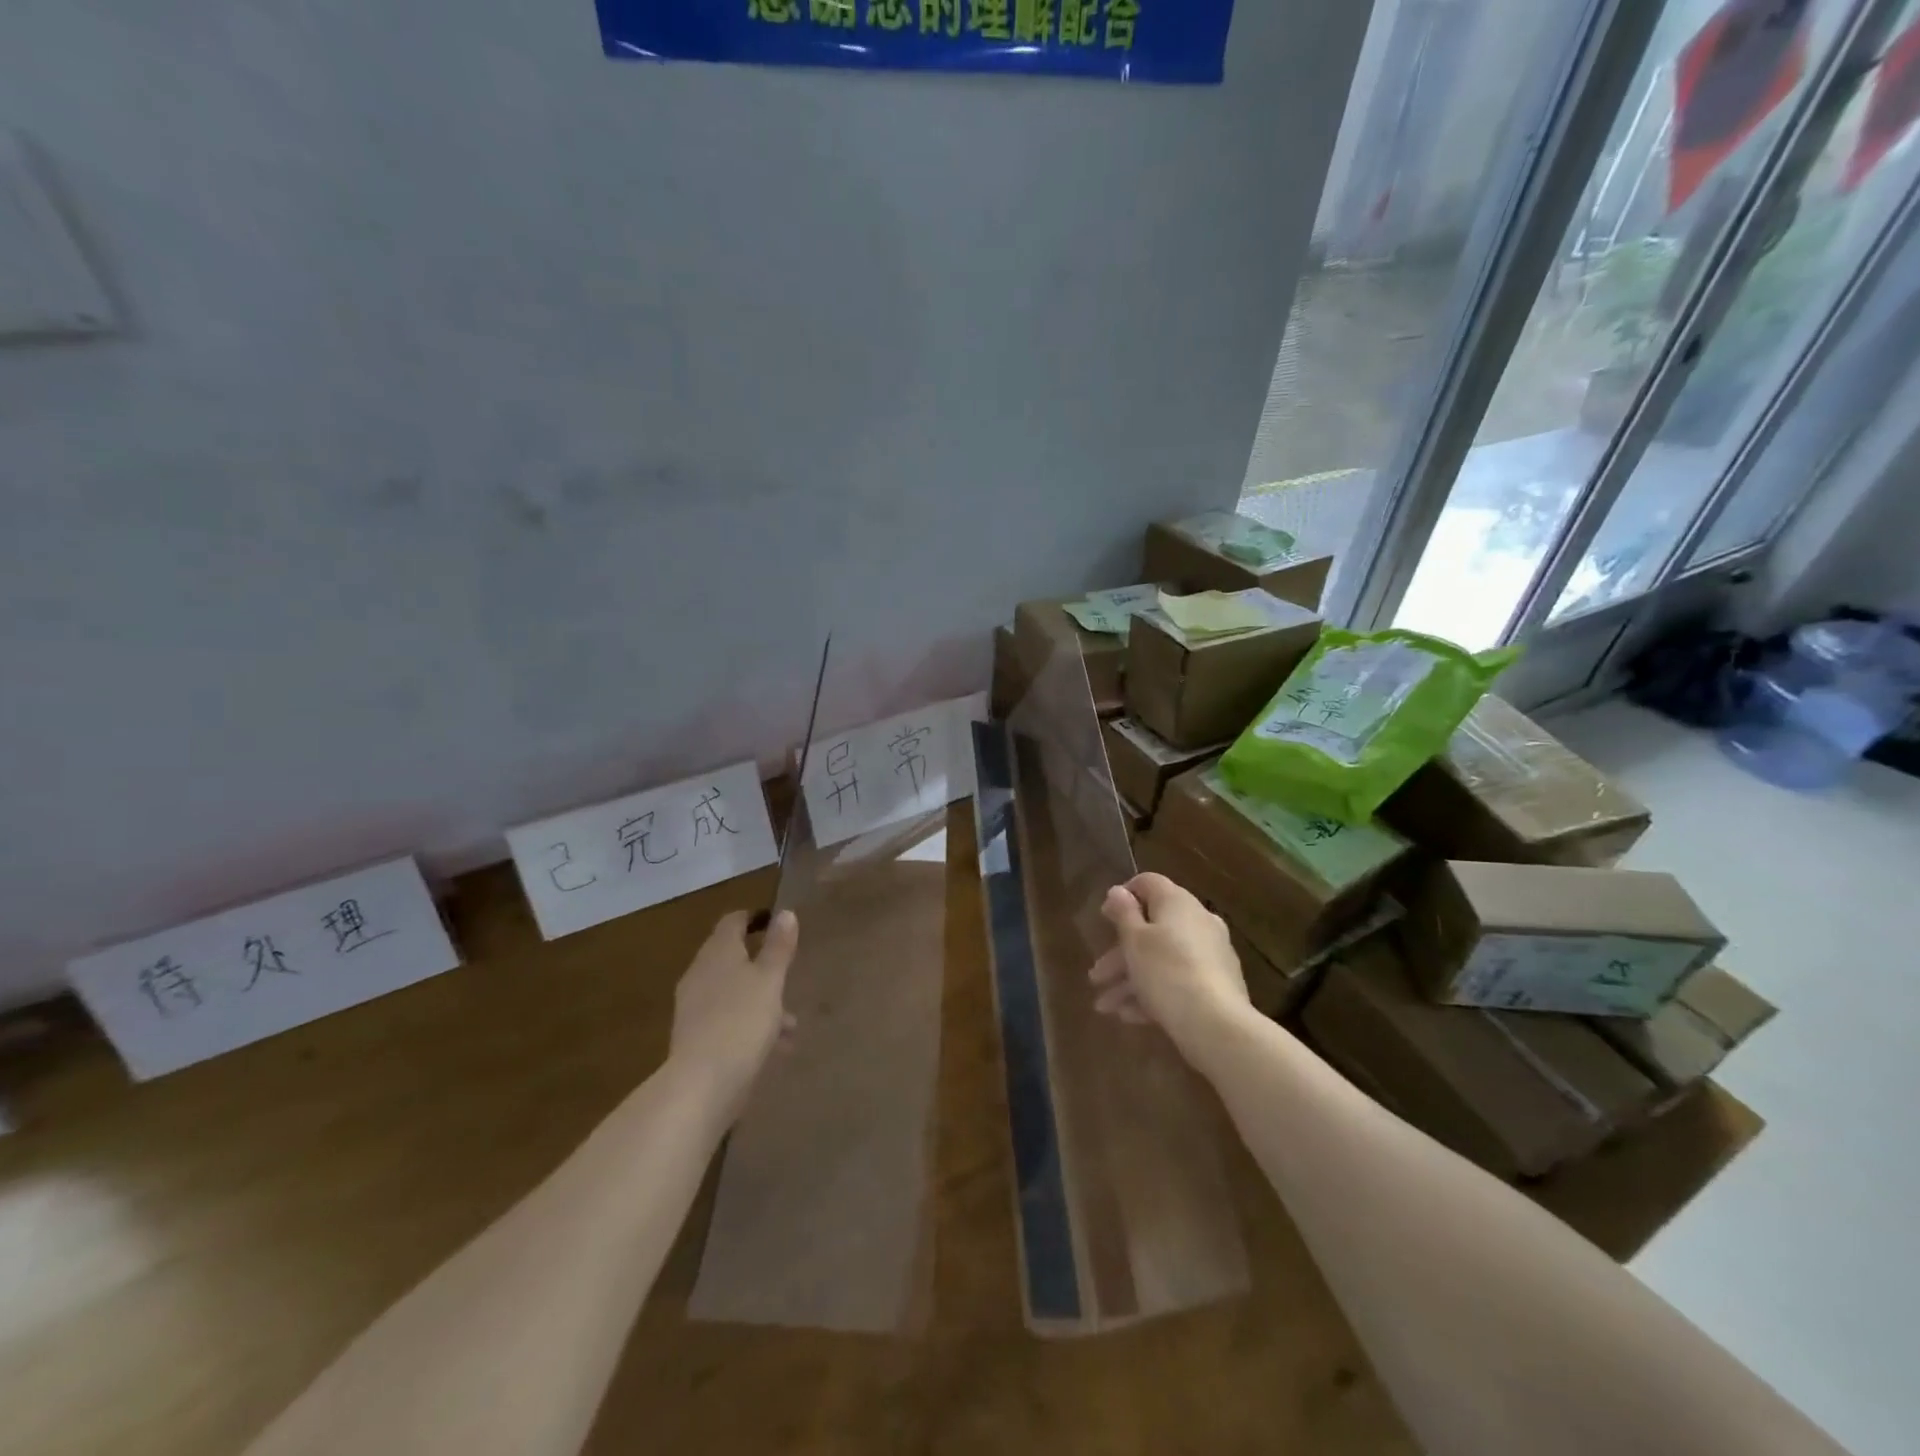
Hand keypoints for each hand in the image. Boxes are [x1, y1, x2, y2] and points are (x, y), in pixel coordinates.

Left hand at [668, 909, 798, 1121]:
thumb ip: (778, 947)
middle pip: (732, 958)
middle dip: (762, 966)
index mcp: (718, 952)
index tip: (777, 923)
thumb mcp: (770, 980)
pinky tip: (775, 1048)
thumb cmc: (742, 1021)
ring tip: (791, 1024)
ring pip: (733, 992)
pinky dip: (750, 1024)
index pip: (733, 921)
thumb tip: (785, 913)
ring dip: (761, 1000)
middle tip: (788, 974)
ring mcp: (694, 1006)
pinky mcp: (695, 1037)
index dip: (754, 919)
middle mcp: (701, 973)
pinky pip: (728, 1019)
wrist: (702, 1084)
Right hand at [1089, 873, 1250, 1059]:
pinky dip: (1154, 992)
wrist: (1216, 1024)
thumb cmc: (1166, 971)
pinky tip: (1130, 1016)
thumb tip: (1118, 891)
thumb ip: (1123, 913)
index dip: (1123, 897)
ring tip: (1105, 1007)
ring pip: (1162, 958)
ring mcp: (1211, 954)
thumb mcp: (1134, 941)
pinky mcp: (1218, 984)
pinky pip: (1178, 980)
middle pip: (1152, 928)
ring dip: (1131, 979)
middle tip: (1096, 976)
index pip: (1148, 883)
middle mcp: (1198, 921)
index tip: (1104, 918)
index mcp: (1177, 903)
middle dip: (1120, 954)